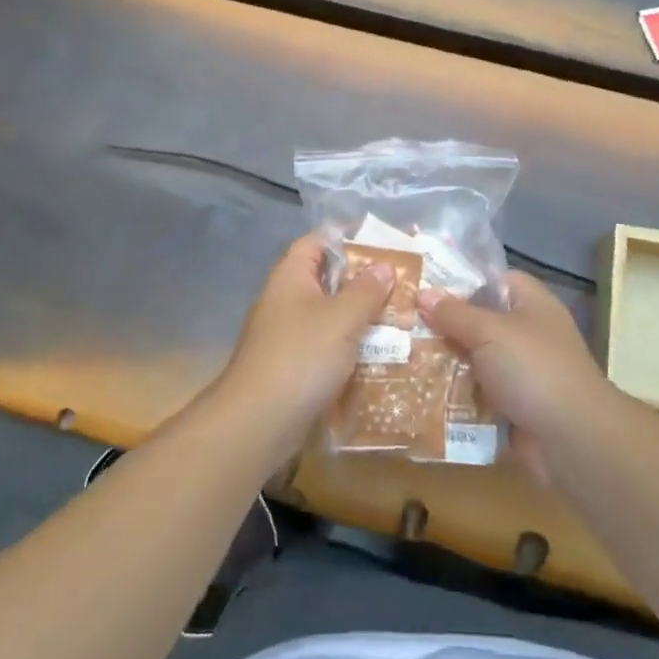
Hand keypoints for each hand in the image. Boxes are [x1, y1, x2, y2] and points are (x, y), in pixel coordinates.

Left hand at [214, 234, 393, 453]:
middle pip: (326, 278)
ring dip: (359, 316)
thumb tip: (384, 265)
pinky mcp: (291, 366)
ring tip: (399, 317)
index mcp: (291, 276)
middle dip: (362, 280)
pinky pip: (325, 346)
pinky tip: (378, 354)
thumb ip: (366, 290)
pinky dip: (348, 347)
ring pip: (328, 315)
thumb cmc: (301, 356)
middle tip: (400, 282)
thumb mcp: (342, 318)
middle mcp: (285, 299)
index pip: (317, 241)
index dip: (346, 237)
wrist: (258, 422)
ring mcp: (286, 335)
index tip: (381, 242)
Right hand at [418, 272, 617, 482]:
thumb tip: (423, 293)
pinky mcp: (512, 406)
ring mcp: (520, 372)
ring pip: (474, 359)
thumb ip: (455, 313)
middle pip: (479, 321)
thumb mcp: (490, 332)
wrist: (572, 439)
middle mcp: (527, 333)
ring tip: (400, 356)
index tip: (423, 285)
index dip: (460, 280)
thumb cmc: (534, 369)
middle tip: (402, 323)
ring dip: (445, 362)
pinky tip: (419, 391)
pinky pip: (476, 394)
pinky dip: (454, 395)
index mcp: (531, 303)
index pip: (493, 279)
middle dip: (443, 324)